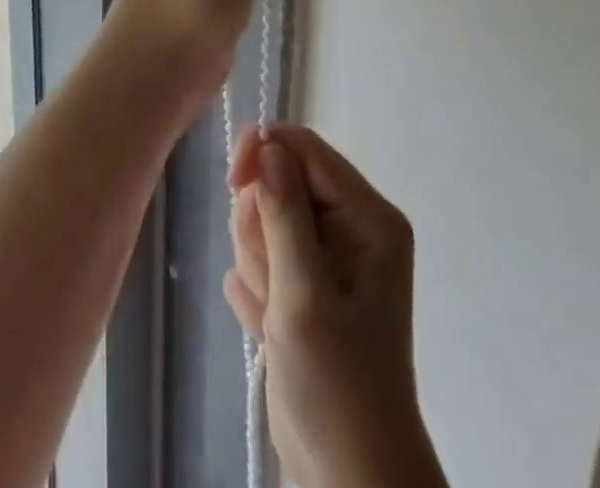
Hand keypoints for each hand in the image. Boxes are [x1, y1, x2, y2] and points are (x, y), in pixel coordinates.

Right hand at [227, 127, 447, 487]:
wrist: (346, 476)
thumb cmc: (337, 385)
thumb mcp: (304, 295)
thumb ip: (284, 214)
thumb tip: (266, 144)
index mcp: (367, 217)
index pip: (304, 147)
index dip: (263, 153)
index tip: (231, 182)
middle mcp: (350, 225)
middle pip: (278, 178)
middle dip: (260, 225)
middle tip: (272, 279)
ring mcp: (325, 254)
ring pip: (262, 214)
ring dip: (256, 261)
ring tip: (275, 311)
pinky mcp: (301, 279)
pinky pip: (259, 251)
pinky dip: (256, 285)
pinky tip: (271, 324)